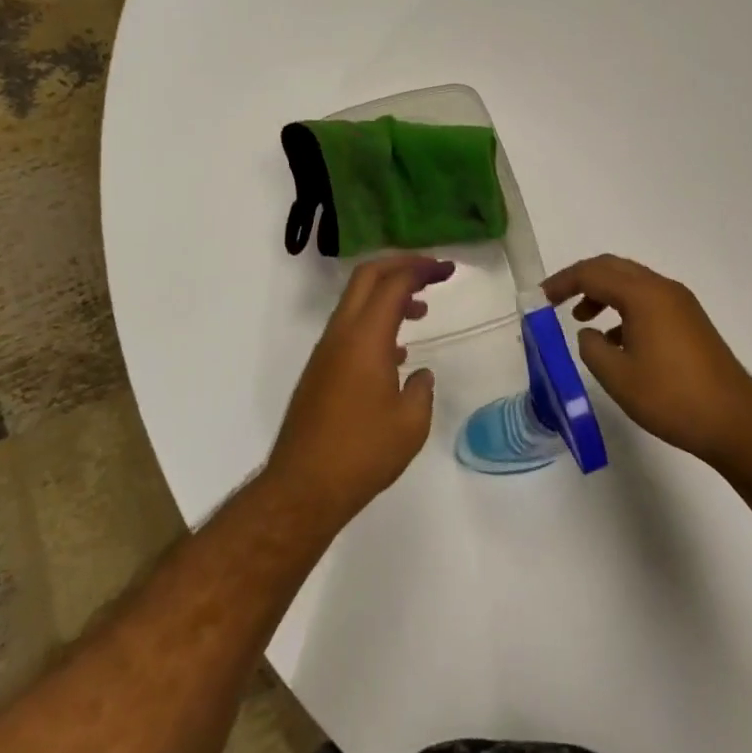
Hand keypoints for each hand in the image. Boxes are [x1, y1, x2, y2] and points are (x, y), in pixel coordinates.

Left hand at [267, 255, 456, 526]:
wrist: (304, 487)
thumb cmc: (362, 453)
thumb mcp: (410, 424)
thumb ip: (422, 390)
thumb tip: (419, 375)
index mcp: (366, 338)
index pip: (394, 283)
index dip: (422, 269)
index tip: (448, 270)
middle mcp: (341, 334)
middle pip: (367, 277)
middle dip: (400, 265)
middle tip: (431, 271)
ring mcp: (326, 351)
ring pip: (356, 301)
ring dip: (387, 294)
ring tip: (421, 310)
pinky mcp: (320, 370)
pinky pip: (349, 328)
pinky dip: (375, 321)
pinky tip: (397, 352)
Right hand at [544, 255, 751, 468]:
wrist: (735, 422)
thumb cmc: (671, 397)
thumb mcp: (617, 376)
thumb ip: (592, 348)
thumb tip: (590, 334)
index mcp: (643, 295)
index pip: (593, 273)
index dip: (563, 282)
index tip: (541, 297)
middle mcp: (663, 289)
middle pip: (613, 268)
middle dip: (582, 279)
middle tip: (557, 299)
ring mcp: (681, 304)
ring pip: (632, 283)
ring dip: (603, 294)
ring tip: (583, 321)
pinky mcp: (691, 322)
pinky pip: (648, 300)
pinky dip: (624, 309)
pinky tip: (616, 341)